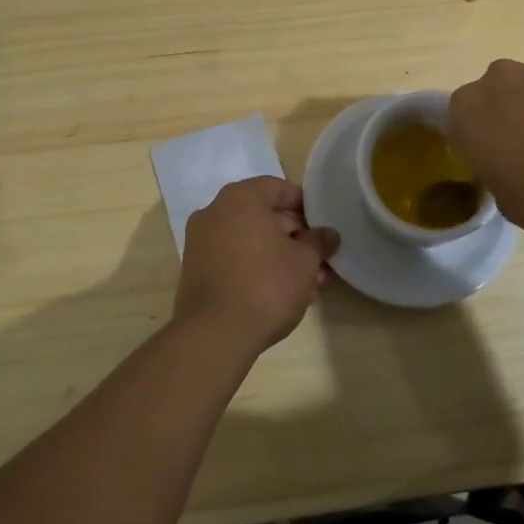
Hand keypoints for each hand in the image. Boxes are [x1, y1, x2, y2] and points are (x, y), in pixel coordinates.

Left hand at [175, 177, 338, 357]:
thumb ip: (319, 242)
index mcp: (240, 198)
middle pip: (263, 215)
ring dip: (278, 256)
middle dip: (294, 237)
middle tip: (319, 260)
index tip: (323, 228)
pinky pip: (233, 260)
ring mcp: (200, 242)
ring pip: (250, 241)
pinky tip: (279, 293)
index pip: (280, 189)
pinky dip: (256, 268)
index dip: (306, 207)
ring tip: (306, 284)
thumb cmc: (266, 284)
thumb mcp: (305, 261)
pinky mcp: (195, 271)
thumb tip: (329, 235)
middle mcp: (215, 212)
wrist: (215, 335)